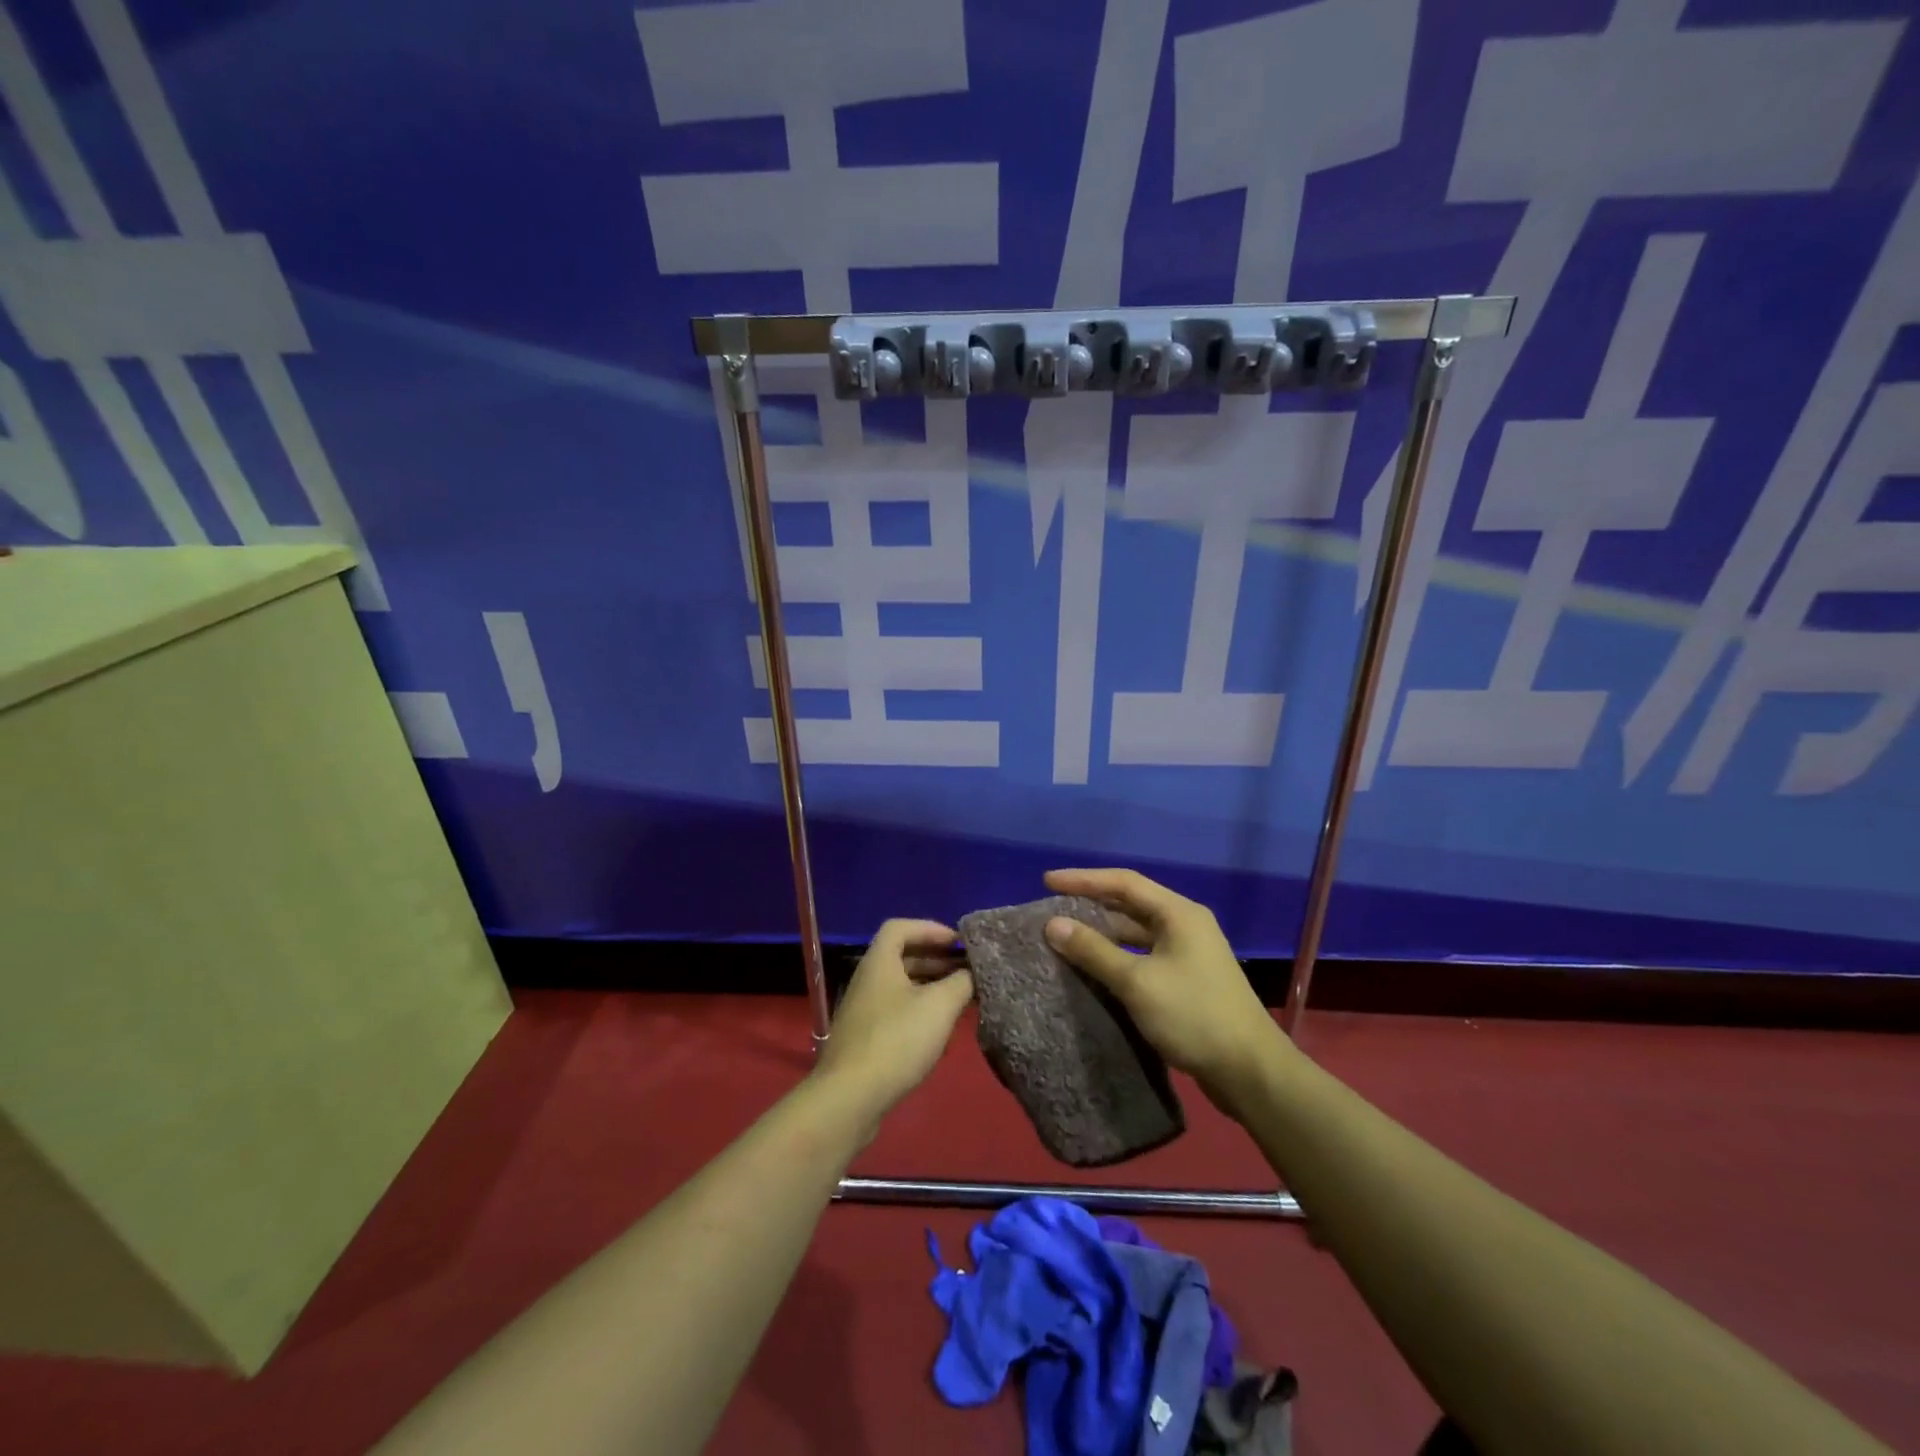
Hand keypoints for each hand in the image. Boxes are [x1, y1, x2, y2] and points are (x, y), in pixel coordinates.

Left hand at [812, 919, 973, 1124]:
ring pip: (901, 986)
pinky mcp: (866, 1039)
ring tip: (961, 999)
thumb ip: (961, 982)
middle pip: (902, 956)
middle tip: (967, 970)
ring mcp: (864, 1011)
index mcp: (879, 962)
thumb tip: (972, 973)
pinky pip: (897, 1012)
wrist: (851, 1098)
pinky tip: (940, 1032)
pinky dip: (920, 1012)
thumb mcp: (939, 1006)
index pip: (901, 927)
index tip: (958, 944)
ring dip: (931, 987)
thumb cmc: (896, 1040)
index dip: (930, 928)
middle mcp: (868, 980)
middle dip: (936, 959)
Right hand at [1042, 868, 1289, 1112]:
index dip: (1083, 879)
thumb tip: (1053, 924)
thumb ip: (1094, 950)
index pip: (1124, 883)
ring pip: (1136, 933)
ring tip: (1066, 937)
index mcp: (1179, 914)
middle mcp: (1185, 926)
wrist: (1249, 1071)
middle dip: (1091, 904)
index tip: (1047, 881)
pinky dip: (1117, 957)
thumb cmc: (1193, 1016)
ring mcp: (1188, 954)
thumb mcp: (1137, 981)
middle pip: (1131, 904)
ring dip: (1103, 933)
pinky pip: (1143, 957)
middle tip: (1053, 908)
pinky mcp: (1187, 981)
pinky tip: (1094, 969)